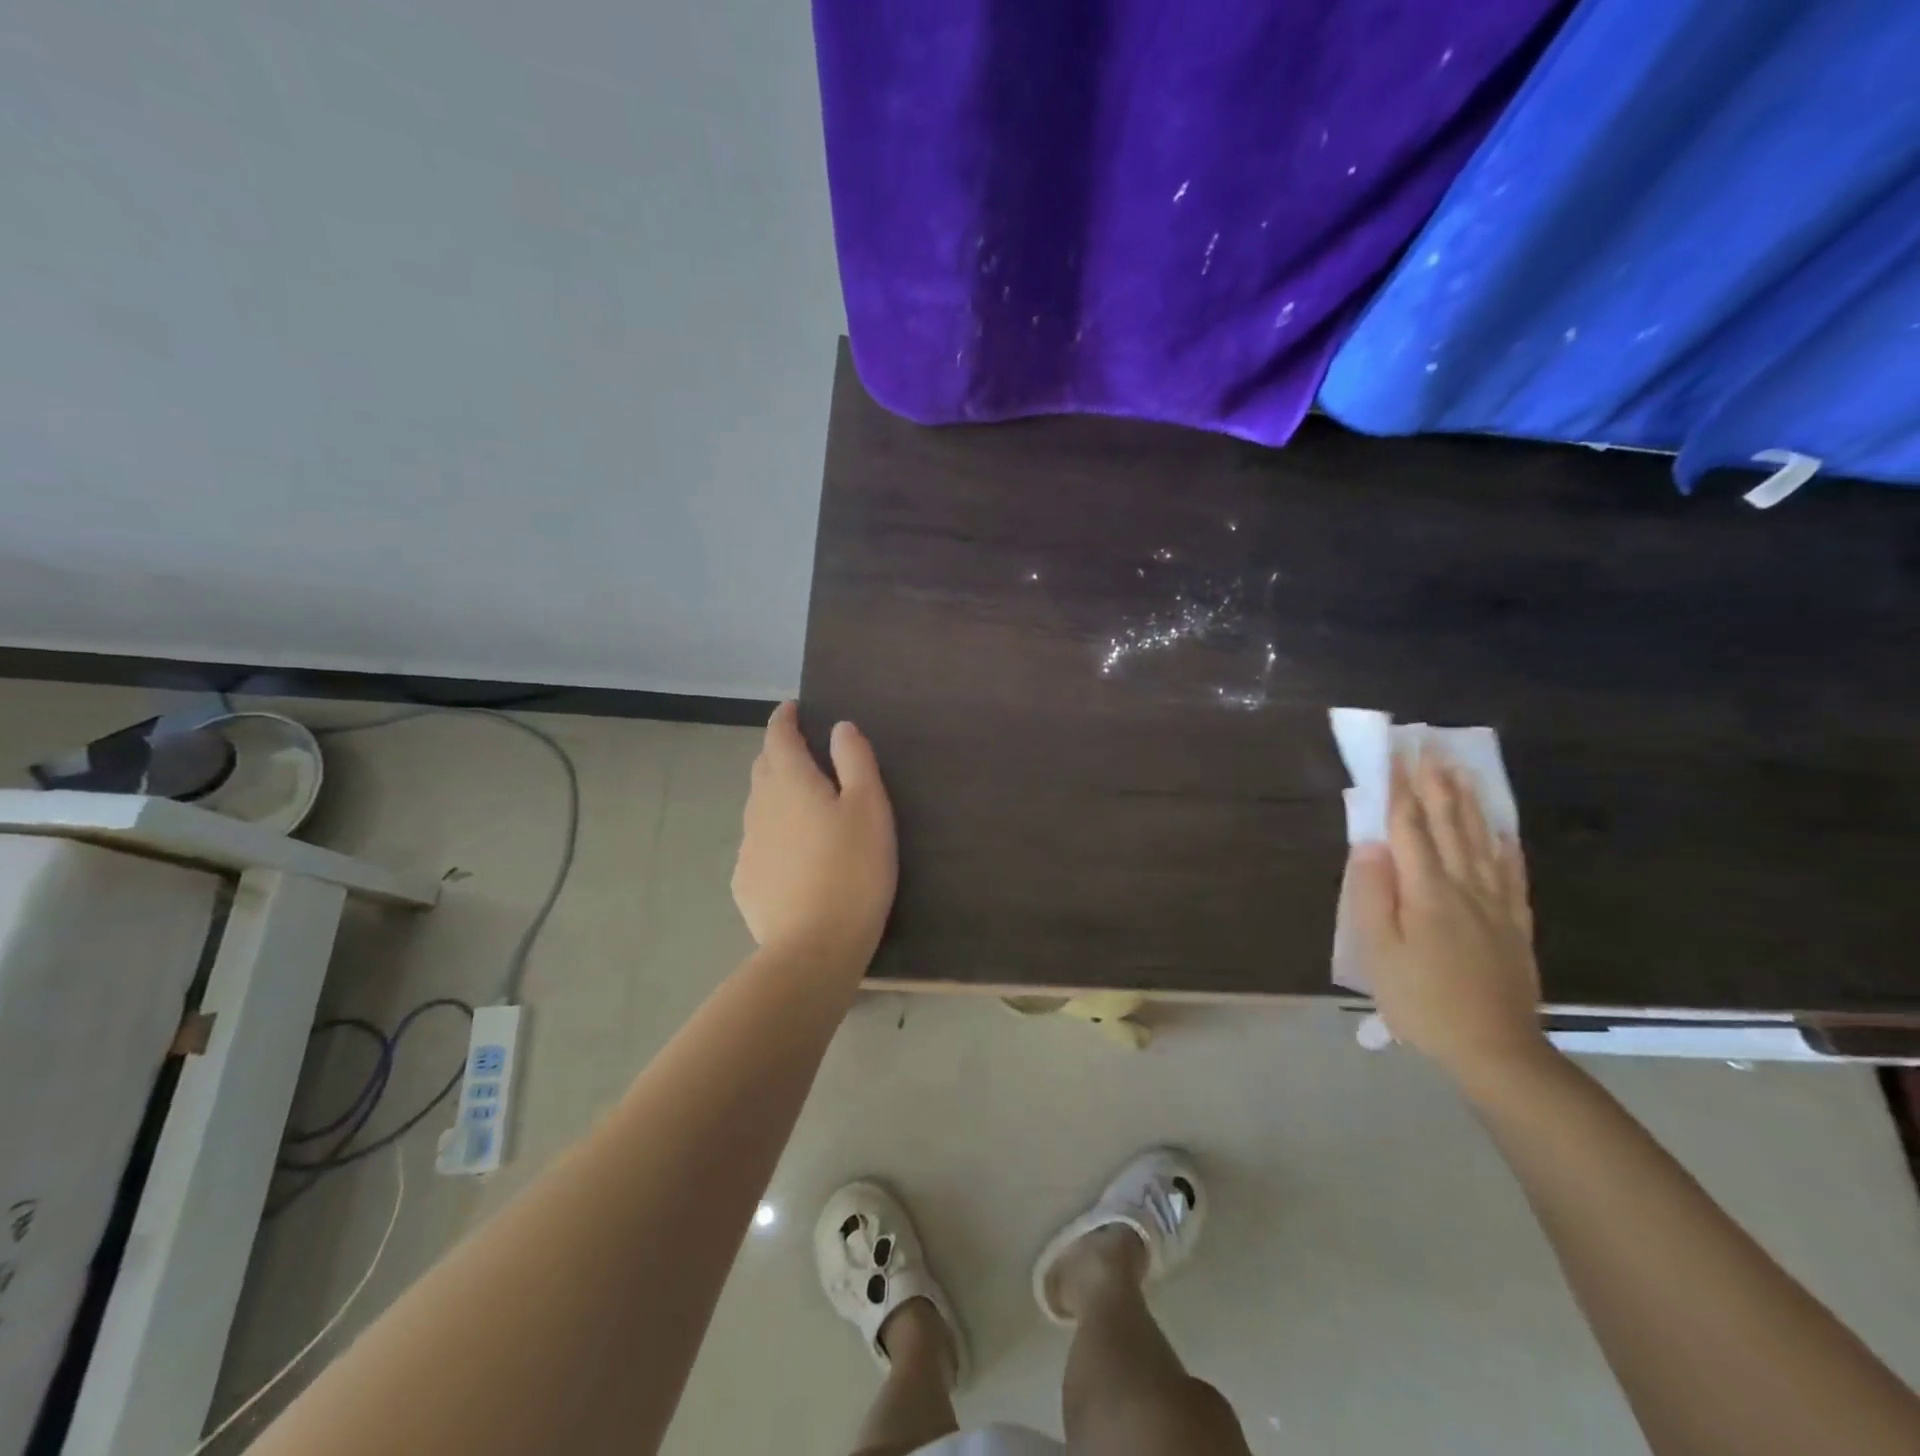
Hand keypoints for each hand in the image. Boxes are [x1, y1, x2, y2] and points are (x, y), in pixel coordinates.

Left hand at [732, 702, 896, 963]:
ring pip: (759, 806)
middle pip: (763, 767)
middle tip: (805, 754)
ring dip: (776, 794)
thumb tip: (840, 727)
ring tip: (803, 806)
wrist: (813, 947)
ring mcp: (748, 846)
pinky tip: (793, 855)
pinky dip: (773, 834)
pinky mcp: (745, 880)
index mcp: (790, 782)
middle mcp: (760, 806)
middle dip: (779, 753)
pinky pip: (758, 843)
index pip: (778, 736)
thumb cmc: (853, 869)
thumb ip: (856, 761)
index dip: (784, 719)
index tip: (792, 709)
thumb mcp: (870, 808)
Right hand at [1345, 749, 1547, 1083]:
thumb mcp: (1376, 950)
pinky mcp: (1514, 924)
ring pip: (1481, 840)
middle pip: (1449, 825)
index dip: (1399, 789)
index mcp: (1426, 890)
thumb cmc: (1420, 999)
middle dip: (1435, 784)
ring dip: (1469, 802)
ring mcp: (1495, 904)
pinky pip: (1511, 872)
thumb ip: (1370, 893)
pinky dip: (1505, 844)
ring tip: (1461, 771)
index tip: (1393, 755)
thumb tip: (1370, 845)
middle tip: (1429, 748)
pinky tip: (1502, 829)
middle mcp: (1464, 886)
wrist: (1494, 1048)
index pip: (1409, 827)